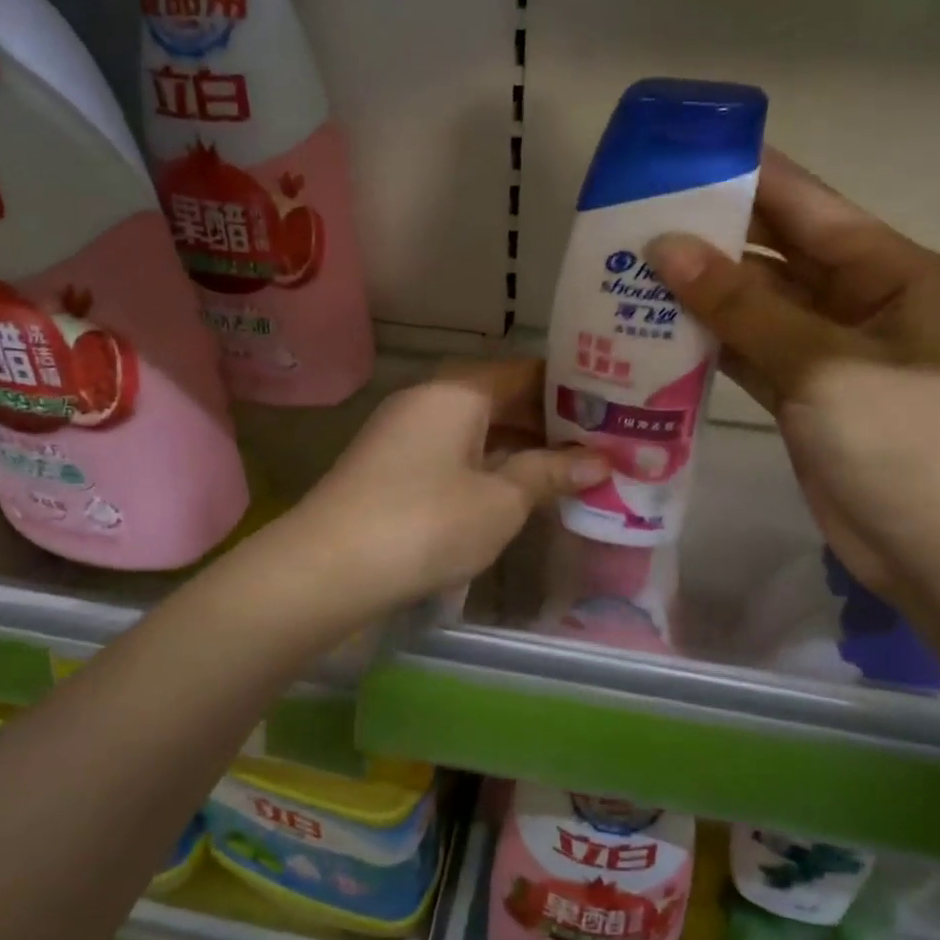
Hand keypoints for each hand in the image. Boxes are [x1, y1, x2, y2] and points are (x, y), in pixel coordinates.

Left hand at [292, 359, 608, 607]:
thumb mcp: (500, 501)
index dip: (571, 388)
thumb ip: (549, 474)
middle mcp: (428, 399)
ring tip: (569, 469)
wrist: (327, 568)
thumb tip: (600, 461)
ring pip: (476, 428)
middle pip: (500, 398)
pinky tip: (514, 490)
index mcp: (458, 391)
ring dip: (519, 447)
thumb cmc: (427, 523)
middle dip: (549, 422)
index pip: (526, 371)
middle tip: (600, 444)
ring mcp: (404, 433)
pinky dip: (487, 465)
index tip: (611, 407)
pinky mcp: (390, 467)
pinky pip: (453, 453)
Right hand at [646, 148, 939, 592]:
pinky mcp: (801, 396)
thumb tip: (665, 247)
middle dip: (710, 237)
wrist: (937, 551)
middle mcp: (858, 300)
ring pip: (754, 306)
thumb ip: (742, 306)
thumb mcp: (823, 363)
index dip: (744, 175)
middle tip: (632, 220)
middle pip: (774, 253)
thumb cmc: (902, 441)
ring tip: (629, 272)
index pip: (806, 204)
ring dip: (700, 294)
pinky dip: (707, 343)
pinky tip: (655, 331)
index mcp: (887, 270)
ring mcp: (826, 351)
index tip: (677, 155)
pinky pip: (747, 353)